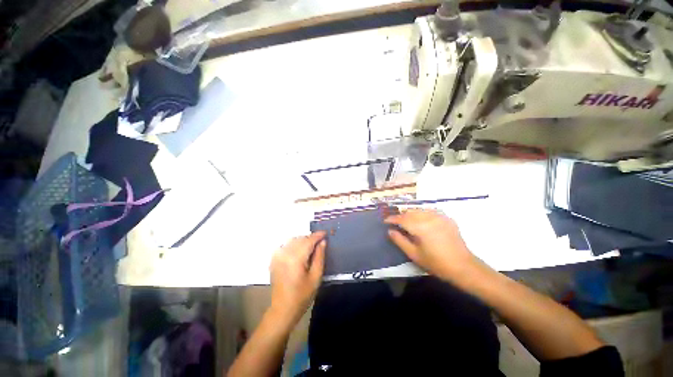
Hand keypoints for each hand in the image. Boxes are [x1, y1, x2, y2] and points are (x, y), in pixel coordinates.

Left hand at [269, 232, 325, 324]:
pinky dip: (293, 244)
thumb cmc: (302, 295)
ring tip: (310, 247)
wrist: (283, 309)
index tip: (325, 233)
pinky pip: (285, 245)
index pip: (308, 241)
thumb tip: (323, 242)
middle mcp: (285, 253)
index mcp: (295, 258)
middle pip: (300, 238)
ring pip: (293, 240)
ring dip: (302, 240)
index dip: (318, 235)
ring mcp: (277, 256)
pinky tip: (298, 251)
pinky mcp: (274, 259)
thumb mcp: (316, 277)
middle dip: (311, 238)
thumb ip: (319, 257)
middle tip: (320, 243)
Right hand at [385, 209, 478, 281]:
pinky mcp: (447, 219)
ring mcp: (439, 217)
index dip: (392, 219)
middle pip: (410, 212)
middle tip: (395, 222)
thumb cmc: (436, 263)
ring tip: (406, 221)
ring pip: (419, 210)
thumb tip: (390, 231)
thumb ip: (400, 240)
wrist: (463, 267)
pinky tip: (421, 220)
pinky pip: (430, 211)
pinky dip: (422, 214)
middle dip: (401, 216)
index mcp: (420, 227)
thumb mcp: (414, 255)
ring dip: (410, 214)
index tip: (385, 221)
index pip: (402, 219)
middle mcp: (429, 218)